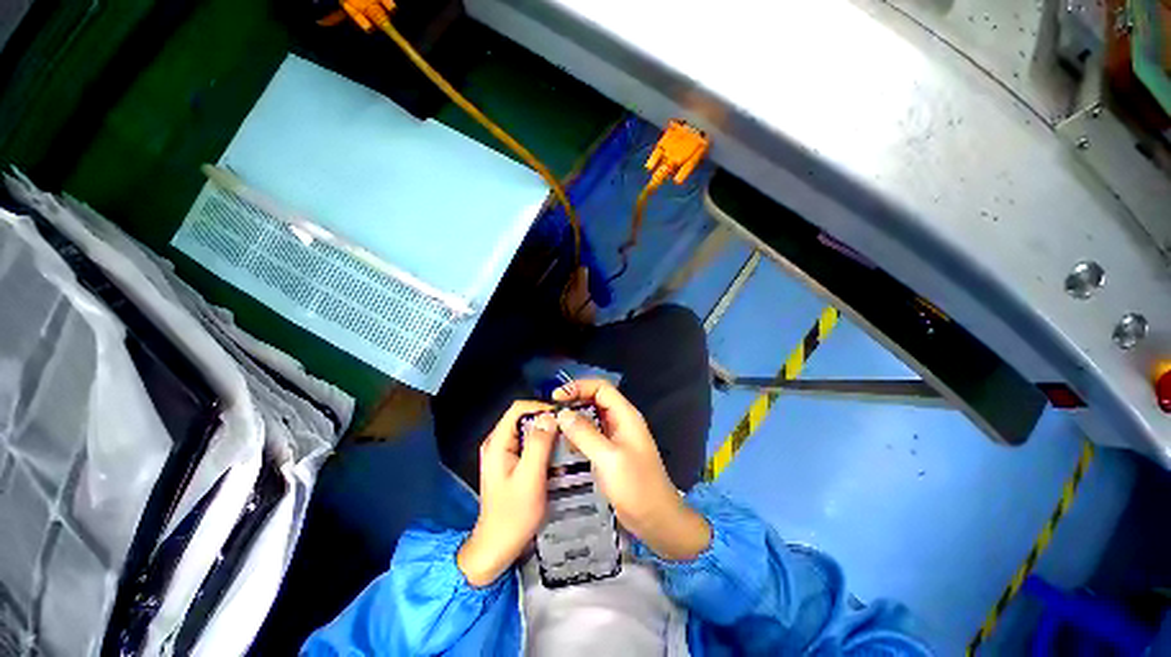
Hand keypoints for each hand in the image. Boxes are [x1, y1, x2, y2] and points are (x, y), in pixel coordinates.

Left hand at [457, 401, 556, 586]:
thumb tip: (550, 416)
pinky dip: (543, 445)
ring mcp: (502, 453)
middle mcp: (497, 443)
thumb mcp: (530, 478)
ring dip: (547, 433)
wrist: (497, 547)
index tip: (563, 417)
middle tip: (568, 430)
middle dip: (546, 420)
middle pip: (523, 418)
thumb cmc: (513, 515)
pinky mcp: (509, 463)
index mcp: (497, 443)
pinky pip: (528, 444)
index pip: (519, 409)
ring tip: (566, 440)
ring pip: (527, 431)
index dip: (541, 407)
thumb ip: (539, 444)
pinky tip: (557, 455)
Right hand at [554, 380, 710, 560]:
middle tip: (551, 412)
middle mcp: (621, 421)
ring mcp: (616, 437)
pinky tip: (562, 443)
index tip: (557, 398)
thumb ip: (584, 434)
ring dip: (574, 419)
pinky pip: (592, 436)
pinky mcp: (611, 453)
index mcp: (626, 415)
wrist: (657, 520)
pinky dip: (577, 435)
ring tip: (552, 426)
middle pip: (596, 400)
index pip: (601, 388)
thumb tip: (562, 414)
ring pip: (592, 418)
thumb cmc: (636, 487)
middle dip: (574, 401)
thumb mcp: (608, 458)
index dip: (578, 387)